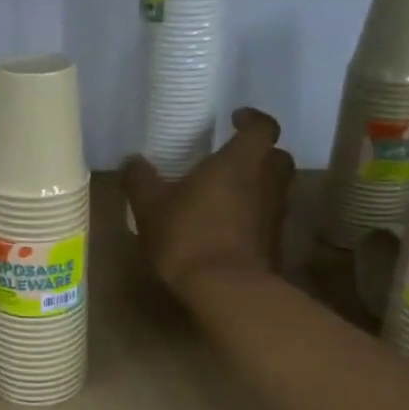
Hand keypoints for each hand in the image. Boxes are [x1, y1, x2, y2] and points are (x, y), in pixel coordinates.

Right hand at [122, 108, 294, 301]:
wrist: (227, 290)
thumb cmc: (189, 235)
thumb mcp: (150, 206)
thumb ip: (140, 179)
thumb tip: (132, 161)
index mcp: (240, 161)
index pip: (263, 126)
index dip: (252, 119)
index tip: (236, 119)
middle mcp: (267, 181)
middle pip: (276, 156)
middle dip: (258, 154)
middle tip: (231, 158)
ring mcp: (275, 214)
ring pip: (274, 188)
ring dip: (255, 186)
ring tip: (224, 194)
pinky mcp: (275, 243)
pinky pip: (266, 218)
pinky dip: (252, 216)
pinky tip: (226, 226)